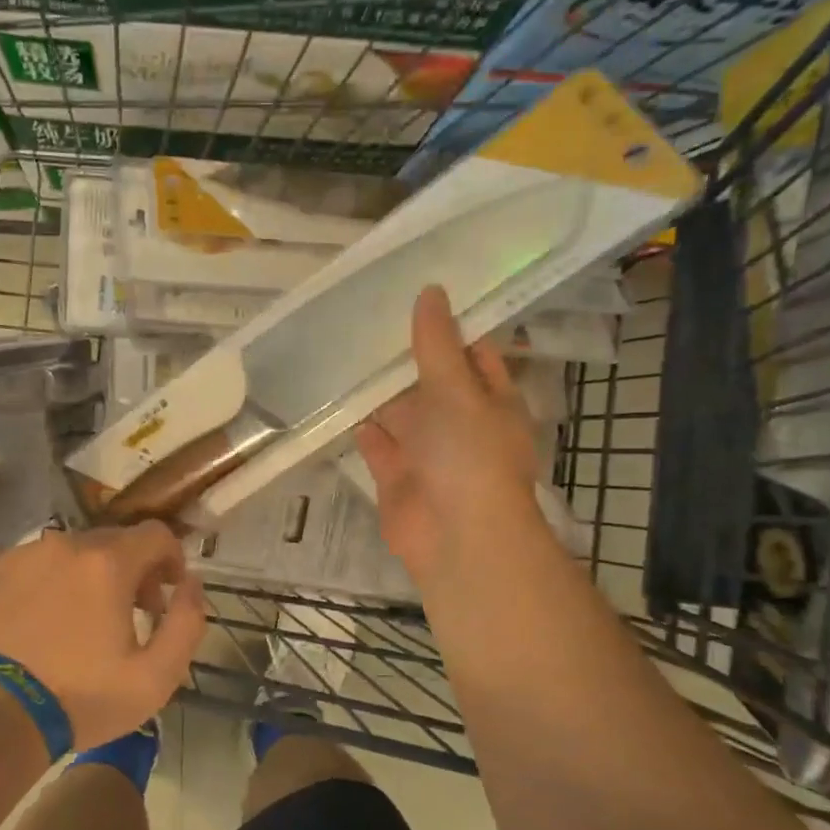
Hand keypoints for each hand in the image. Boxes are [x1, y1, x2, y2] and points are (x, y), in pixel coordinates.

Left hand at [0, 523, 205, 749]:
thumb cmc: (79, 699)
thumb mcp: (156, 677)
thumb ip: (187, 622)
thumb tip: (191, 584)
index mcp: (108, 563)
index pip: (156, 534)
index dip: (171, 559)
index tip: (168, 592)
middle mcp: (65, 544)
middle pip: (113, 542)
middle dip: (131, 571)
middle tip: (129, 614)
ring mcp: (21, 555)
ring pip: (69, 553)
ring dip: (86, 577)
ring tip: (79, 623)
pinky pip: (31, 565)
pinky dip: (45, 584)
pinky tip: (38, 624)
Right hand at [355, 285, 543, 581]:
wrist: (457, 538)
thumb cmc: (469, 456)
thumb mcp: (457, 390)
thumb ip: (437, 344)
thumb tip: (431, 291)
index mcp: (490, 401)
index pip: (473, 353)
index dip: (449, 326)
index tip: (418, 293)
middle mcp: (461, 424)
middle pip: (432, 383)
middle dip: (406, 358)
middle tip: (367, 316)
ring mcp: (428, 454)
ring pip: (401, 414)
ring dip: (380, 392)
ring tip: (346, 351)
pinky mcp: (397, 478)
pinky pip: (377, 446)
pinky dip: (362, 428)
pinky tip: (339, 401)